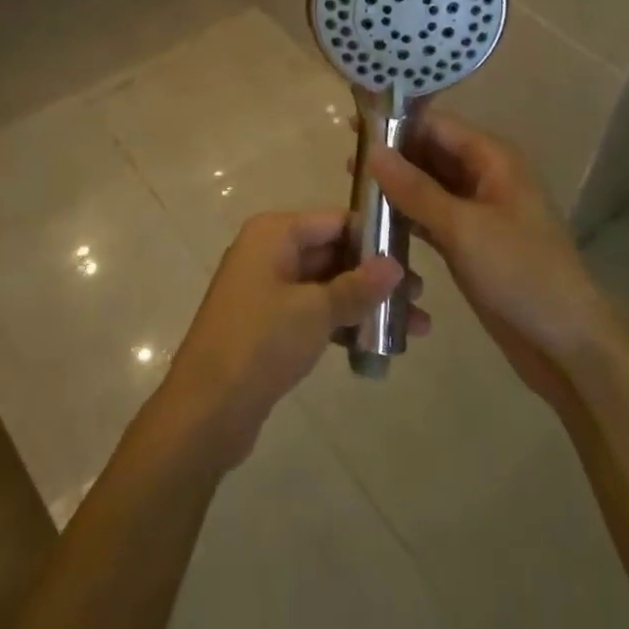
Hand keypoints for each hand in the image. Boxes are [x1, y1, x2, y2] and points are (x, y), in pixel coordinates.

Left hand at [154, 211, 423, 465]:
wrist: (207, 409)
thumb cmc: (260, 343)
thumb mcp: (315, 311)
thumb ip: (358, 286)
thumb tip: (395, 265)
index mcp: (274, 233)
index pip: (334, 220)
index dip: (374, 235)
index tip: (416, 254)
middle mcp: (269, 251)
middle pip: (332, 251)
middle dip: (375, 274)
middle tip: (421, 296)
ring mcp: (267, 288)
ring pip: (326, 285)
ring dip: (366, 303)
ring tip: (416, 325)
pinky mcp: (268, 323)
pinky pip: (314, 312)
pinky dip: (343, 323)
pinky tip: (379, 344)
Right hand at [367, 114, 607, 403]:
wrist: (568, 344)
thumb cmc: (520, 273)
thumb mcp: (463, 228)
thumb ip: (415, 189)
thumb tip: (373, 151)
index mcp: (493, 159)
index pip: (437, 125)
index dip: (396, 124)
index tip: (354, 129)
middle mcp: (485, 176)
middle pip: (431, 153)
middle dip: (393, 156)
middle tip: (347, 164)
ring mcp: (478, 211)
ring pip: (429, 186)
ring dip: (396, 187)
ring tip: (353, 189)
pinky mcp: (470, 242)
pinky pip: (431, 217)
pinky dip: (406, 216)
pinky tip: (375, 222)